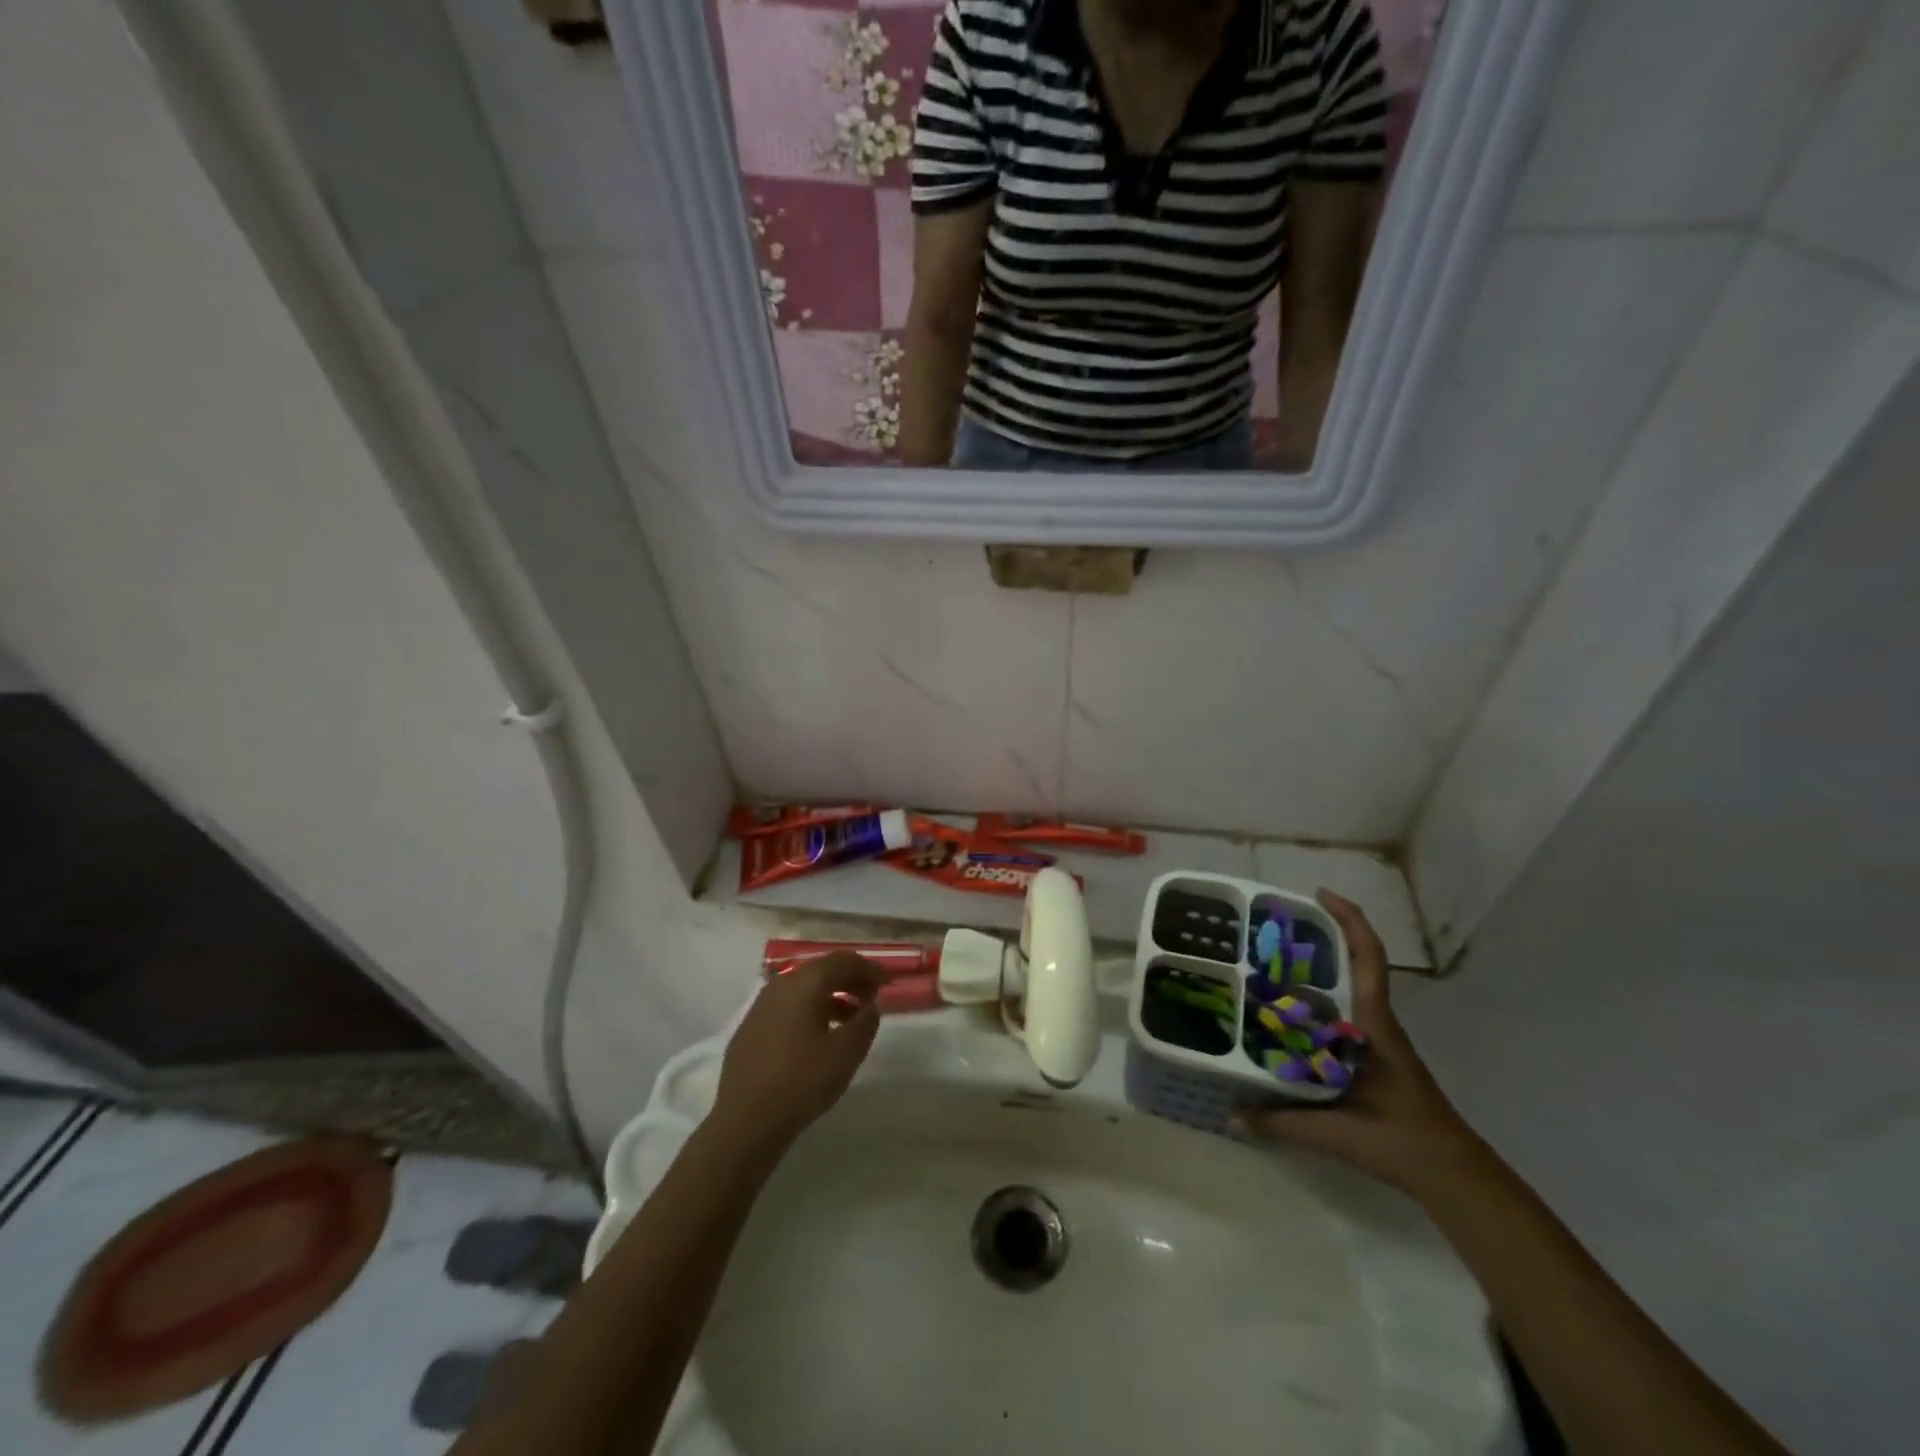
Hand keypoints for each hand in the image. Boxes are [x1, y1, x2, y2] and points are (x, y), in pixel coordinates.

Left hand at [711, 952, 885, 1153]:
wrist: (745, 1121)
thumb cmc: (802, 1080)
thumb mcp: (846, 1052)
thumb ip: (865, 1022)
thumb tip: (870, 1005)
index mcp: (805, 983)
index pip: (842, 961)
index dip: (869, 968)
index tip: (888, 981)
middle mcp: (781, 985)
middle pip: (821, 971)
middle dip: (850, 980)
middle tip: (872, 998)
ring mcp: (761, 1007)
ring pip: (803, 990)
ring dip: (830, 997)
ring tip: (850, 1021)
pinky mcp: (750, 1029)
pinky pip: (787, 1008)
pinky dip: (809, 1011)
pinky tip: (818, 1037)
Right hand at [1234, 889, 1478, 1194]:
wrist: (1455, 1176)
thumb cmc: (1404, 1142)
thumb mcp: (1339, 1133)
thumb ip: (1282, 1123)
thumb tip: (1230, 1116)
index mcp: (1374, 1025)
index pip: (1368, 959)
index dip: (1349, 920)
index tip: (1320, 894)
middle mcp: (1375, 1023)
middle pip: (1353, 964)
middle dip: (1319, 939)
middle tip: (1271, 931)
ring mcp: (1375, 1040)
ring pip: (1345, 990)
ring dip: (1314, 971)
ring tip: (1267, 964)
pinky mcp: (1372, 1057)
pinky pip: (1340, 1015)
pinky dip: (1315, 1004)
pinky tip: (1285, 1016)